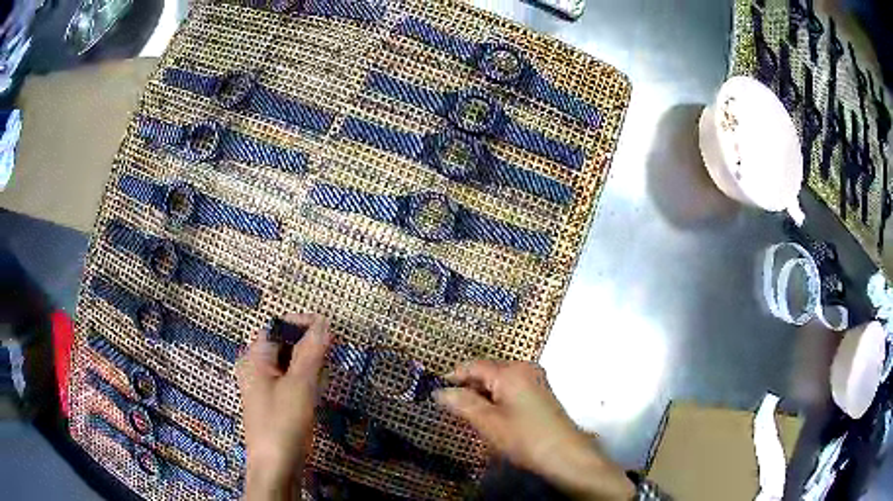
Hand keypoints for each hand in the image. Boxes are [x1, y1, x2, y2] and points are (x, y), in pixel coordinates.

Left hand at [237, 313, 332, 500]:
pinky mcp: (274, 402)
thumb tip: (323, 322)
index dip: (302, 324)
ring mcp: (264, 386)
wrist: (276, 466)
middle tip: (329, 359)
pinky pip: (290, 381)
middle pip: (284, 345)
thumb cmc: (282, 423)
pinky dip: (305, 381)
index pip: (278, 327)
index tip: (328, 331)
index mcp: (254, 358)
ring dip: (309, 365)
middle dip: (308, 347)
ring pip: (289, 364)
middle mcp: (255, 368)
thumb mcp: (300, 385)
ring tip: (323, 379)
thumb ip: (311, 352)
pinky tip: (315, 393)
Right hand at [434, 361, 633, 500]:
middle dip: (469, 388)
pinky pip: (511, 389)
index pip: (474, 366)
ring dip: (482, 396)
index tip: (436, 391)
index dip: (453, 377)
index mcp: (511, 371)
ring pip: (499, 382)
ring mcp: (535, 380)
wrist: (564, 454)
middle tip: (452, 409)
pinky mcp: (541, 393)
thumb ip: (462, 403)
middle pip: (487, 372)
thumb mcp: (488, 422)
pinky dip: (497, 400)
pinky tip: (493, 417)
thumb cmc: (524, 437)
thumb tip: (439, 391)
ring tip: (470, 416)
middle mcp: (525, 368)